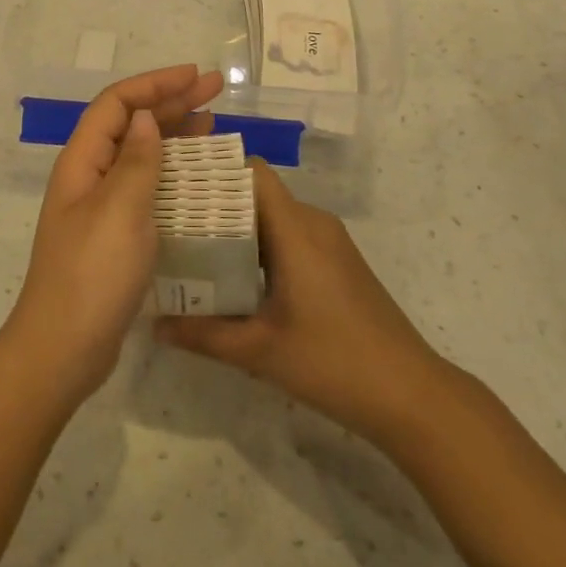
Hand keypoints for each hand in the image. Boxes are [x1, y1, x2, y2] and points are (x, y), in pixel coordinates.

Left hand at [6, 64, 223, 398]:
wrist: (65, 348)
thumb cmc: (92, 274)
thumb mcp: (120, 211)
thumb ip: (136, 161)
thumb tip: (145, 118)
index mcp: (82, 162)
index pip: (117, 104)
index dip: (155, 84)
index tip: (196, 76)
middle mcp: (89, 176)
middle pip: (131, 124)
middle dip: (171, 101)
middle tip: (216, 90)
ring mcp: (101, 206)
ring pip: (140, 154)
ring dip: (174, 134)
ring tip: (212, 122)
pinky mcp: (116, 233)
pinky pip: (147, 187)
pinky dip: (173, 173)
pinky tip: (197, 176)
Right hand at [156, 161, 441, 449]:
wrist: (412, 395)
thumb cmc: (334, 362)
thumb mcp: (259, 350)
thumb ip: (203, 334)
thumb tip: (153, 325)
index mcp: (296, 229)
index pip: (252, 173)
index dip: (214, 171)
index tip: (176, 184)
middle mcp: (314, 223)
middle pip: (258, 194)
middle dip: (215, 204)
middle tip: (171, 222)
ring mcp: (330, 243)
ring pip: (274, 217)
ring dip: (237, 229)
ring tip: (193, 249)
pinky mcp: (338, 263)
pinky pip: (291, 237)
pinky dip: (261, 247)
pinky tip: (235, 277)